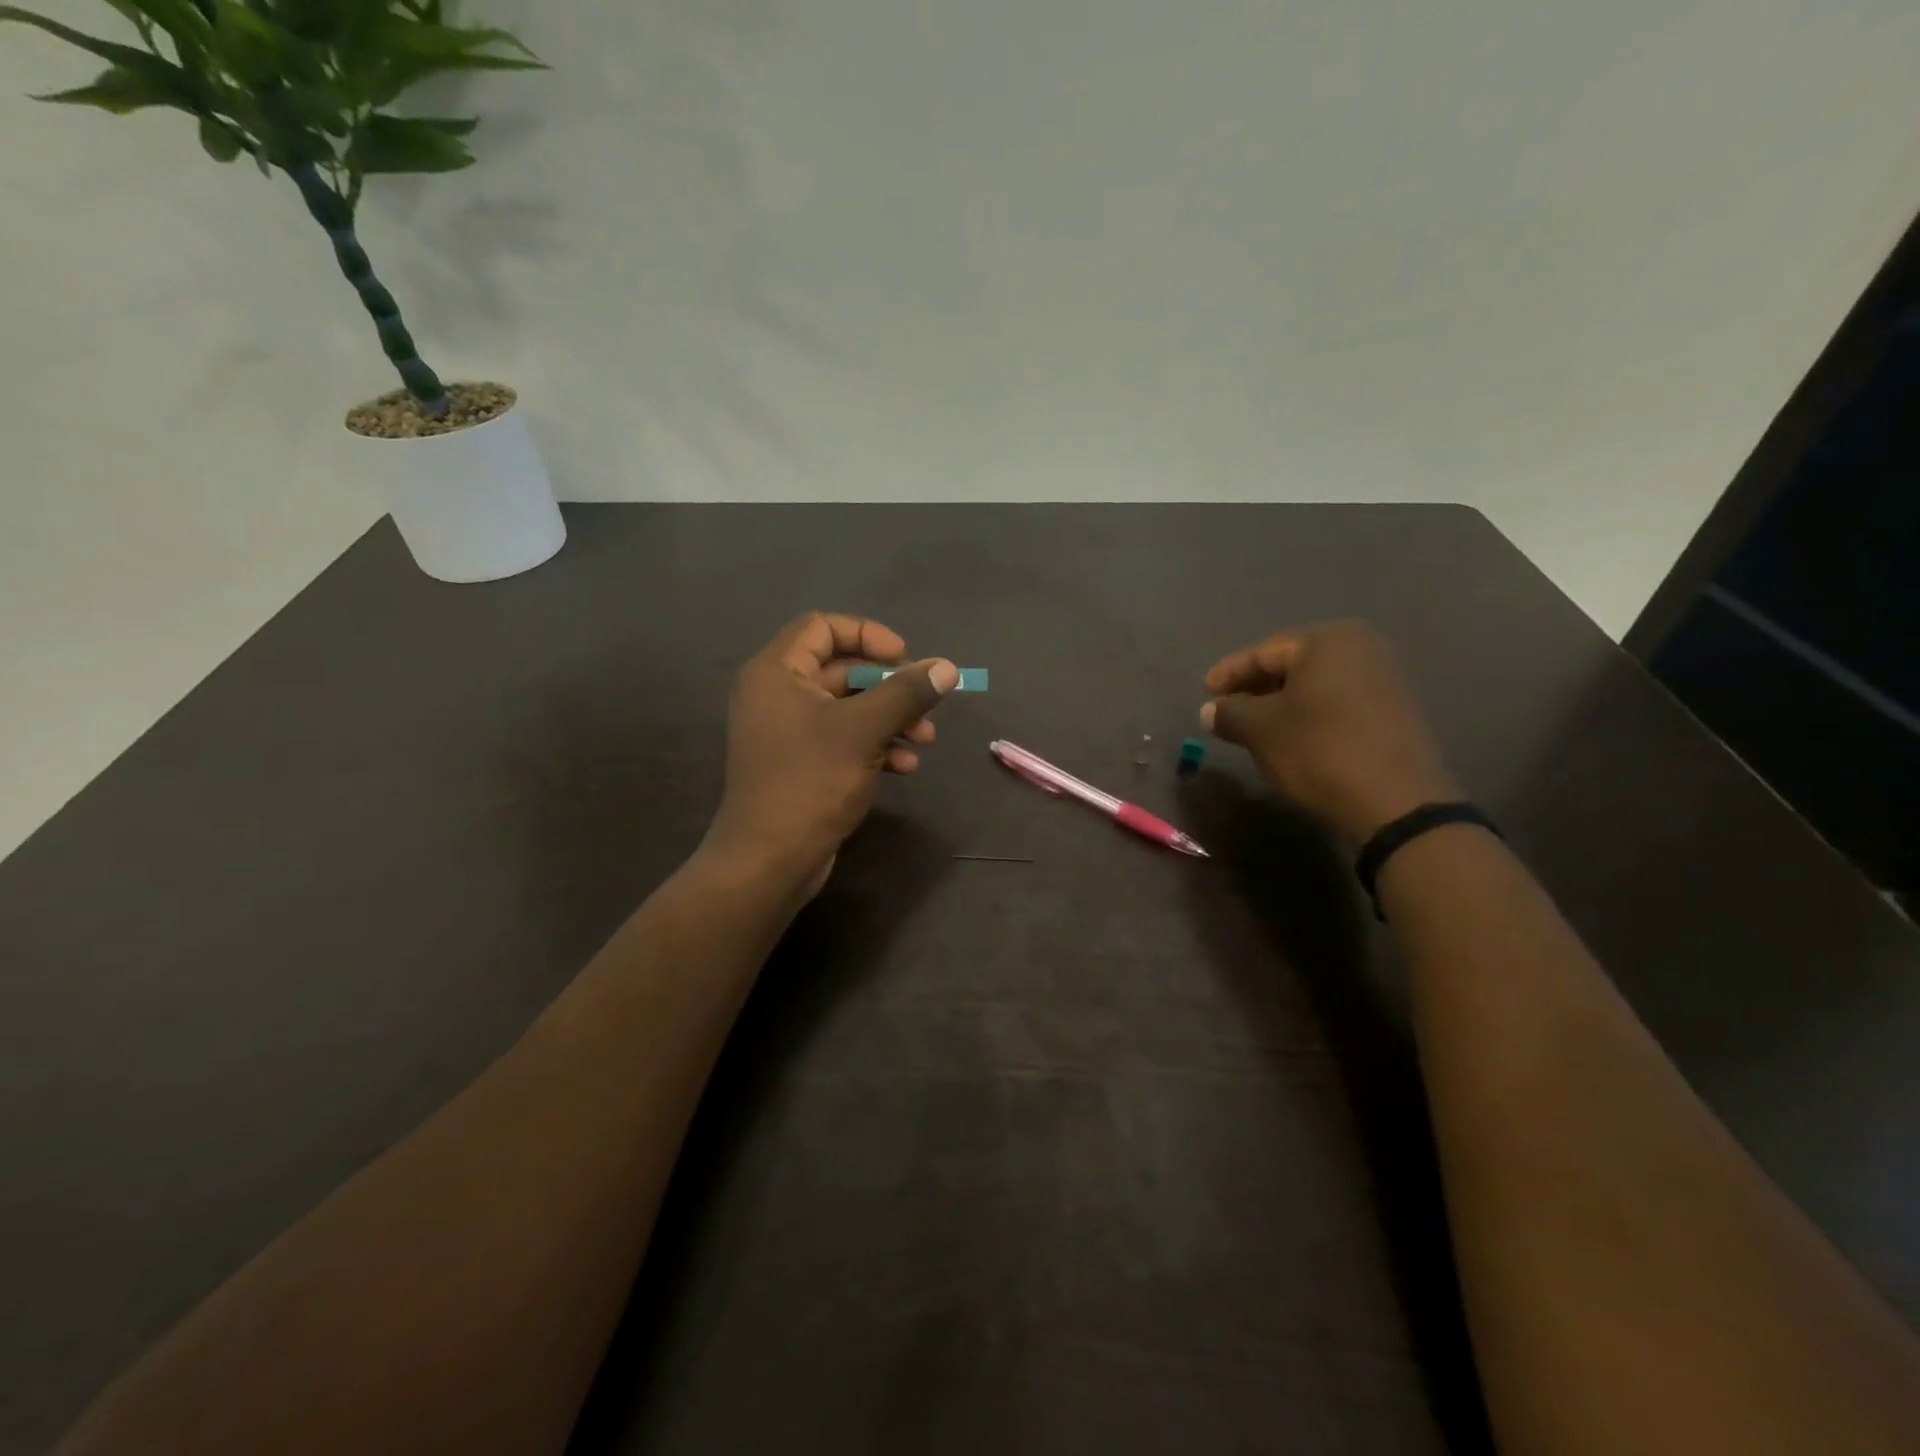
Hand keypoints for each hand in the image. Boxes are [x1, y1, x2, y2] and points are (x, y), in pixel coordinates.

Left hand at [702, 612, 959, 896]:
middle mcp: (777, 695)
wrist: (769, 860)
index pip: (822, 628)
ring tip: (926, 739)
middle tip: (926, 702)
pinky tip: (905, 765)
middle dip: (889, 685)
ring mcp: (787, 732)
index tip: (904, 657)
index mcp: (776, 673)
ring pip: (848, 708)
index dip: (867, 635)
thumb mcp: (864, 731)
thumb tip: (946, 667)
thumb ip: (906, 693)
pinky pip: (842, 739)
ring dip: (890, 718)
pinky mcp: (801, 764)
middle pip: (841, 669)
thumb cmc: (810, 782)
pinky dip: (875, 744)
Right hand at [1200, 620, 1460, 843]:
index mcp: (1327, 641)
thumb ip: (1229, 713)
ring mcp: (1384, 678)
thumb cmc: (1319, 751)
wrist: (1397, 802)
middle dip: (1255, 687)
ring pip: (1314, 684)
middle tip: (1226, 708)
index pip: (1263, 652)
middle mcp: (1361, 648)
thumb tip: (1211, 711)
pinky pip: (1337, 701)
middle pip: (1292, 664)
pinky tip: (1291, 736)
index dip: (1229, 673)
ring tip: (1253, 725)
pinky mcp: (1395, 710)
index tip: (1204, 692)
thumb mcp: (1260, 731)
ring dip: (1281, 703)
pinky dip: (1309, 713)